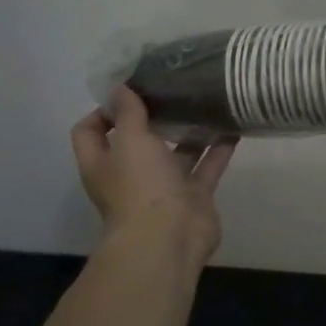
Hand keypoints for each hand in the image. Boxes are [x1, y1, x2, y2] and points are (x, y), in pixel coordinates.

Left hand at [70, 86, 235, 263]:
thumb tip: (119, 87)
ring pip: (177, 153)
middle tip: (176, 87)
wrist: (170, 238)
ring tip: (208, 101)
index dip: (103, 110)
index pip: (90, 131)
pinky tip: (234, 126)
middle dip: (156, 116)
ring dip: (191, 131)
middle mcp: (131, 174)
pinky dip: (219, 149)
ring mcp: (164, 187)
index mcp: (104, 163)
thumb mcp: (130, 141)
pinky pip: (207, 167)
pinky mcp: (194, 196)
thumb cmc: (140, 186)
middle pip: (139, 140)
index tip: (129, 91)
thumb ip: (128, 113)